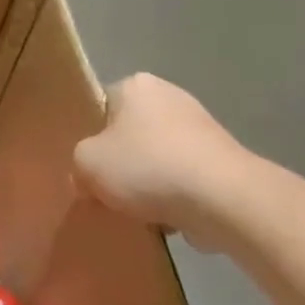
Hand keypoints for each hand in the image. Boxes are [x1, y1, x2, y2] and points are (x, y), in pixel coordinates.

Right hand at [72, 74, 252, 244]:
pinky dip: (176, 198)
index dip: (90, 139)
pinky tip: (169, 219)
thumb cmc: (147, 168)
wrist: (226, 201)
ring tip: (140, 211)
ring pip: (157, 160)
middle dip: (121, 164)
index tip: (88, 166)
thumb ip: (78, 165)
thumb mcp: (86, 164)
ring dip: (148, 184)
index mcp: (135, 86)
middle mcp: (170, 96)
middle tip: (108, 191)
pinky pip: (185, 179)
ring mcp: (203, 128)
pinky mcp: (224, 161)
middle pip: (129, 135)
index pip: (100, 108)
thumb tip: (87, 179)